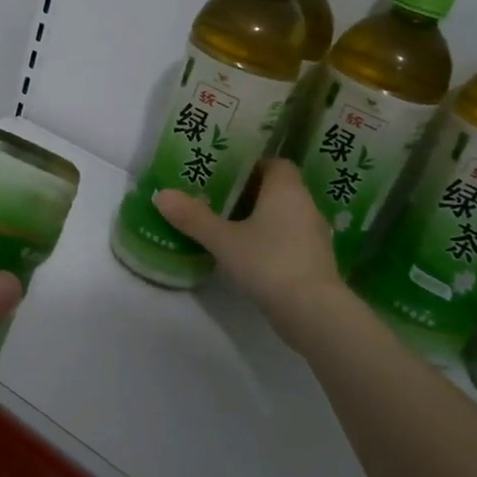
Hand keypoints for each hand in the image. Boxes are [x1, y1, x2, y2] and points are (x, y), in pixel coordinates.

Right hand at [152, 161, 346, 349]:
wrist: (313, 312)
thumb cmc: (268, 262)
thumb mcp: (223, 239)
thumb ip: (193, 217)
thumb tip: (161, 194)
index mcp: (287, 190)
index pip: (275, 163)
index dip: (251, 165)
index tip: (225, 174)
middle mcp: (305, 206)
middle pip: (277, 188)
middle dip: (249, 192)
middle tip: (216, 197)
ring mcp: (314, 235)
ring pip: (284, 215)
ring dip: (260, 217)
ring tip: (227, 225)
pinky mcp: (315, 261)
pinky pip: (289, 238)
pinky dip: (270, 239)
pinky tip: (247, 253)